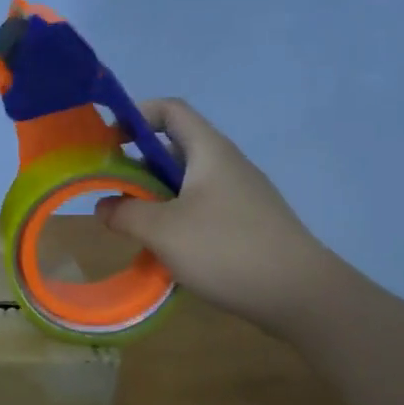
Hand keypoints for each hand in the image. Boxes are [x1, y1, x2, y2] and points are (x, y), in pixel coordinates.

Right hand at [99, 99, 334, 333]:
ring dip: (155, 199)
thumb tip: (104, 206)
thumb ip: (125, 213)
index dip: (136, 116)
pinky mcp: (247, 224)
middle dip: (138, 167)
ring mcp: (240, 195)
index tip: (108, 143)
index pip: (170, 111)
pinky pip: (202, 209)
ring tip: (133, 227)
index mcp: (209, 151)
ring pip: (186, 184)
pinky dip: (176, 220)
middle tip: (111, 194)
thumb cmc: (226, 249)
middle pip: (174, 149)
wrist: (299, 293)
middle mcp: (227, 165)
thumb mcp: (163, 230)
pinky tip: (166, 251)